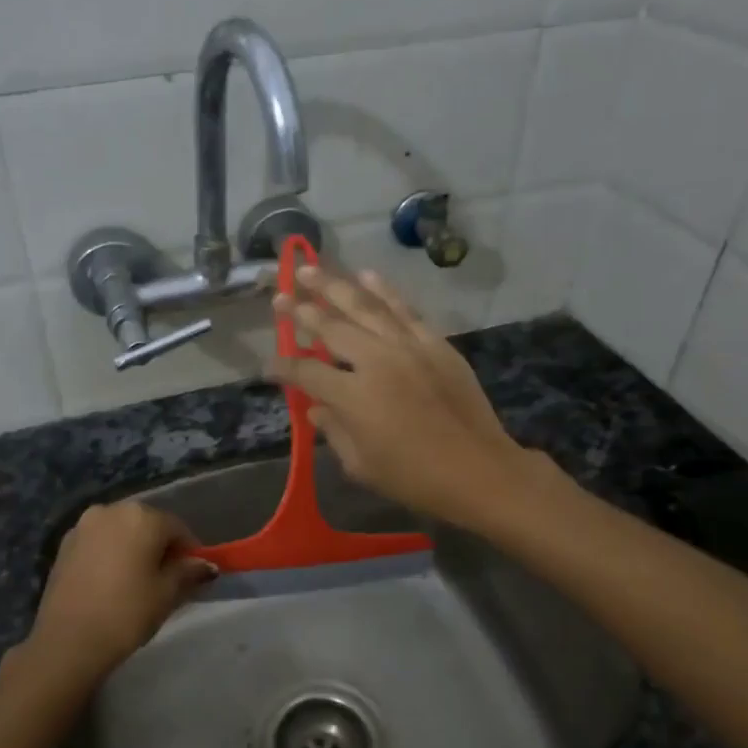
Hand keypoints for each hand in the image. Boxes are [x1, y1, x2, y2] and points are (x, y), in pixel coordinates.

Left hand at [6, 502, 214, 700]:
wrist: (67, 642)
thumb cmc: (126, 613)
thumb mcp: (167, 594)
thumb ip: (189, 572)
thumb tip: (206, 565)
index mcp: (141, 516)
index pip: (177, 528)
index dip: (190, 552)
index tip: (194, 576)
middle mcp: (111, 510)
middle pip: (147, 525)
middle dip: (160, 547)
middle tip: (167, 580)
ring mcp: (83, 525)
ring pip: (121, 533)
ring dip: (134, 550)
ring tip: (137, 582)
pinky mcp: (64, 545)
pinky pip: (99, 543)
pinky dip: (110, 555)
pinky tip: (112, 583)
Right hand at [270, 265, 529, 523]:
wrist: (479, 470)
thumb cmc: (414, 478)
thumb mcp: (360, 465)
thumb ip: (334, 431)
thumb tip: (317, 409)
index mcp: (353, 396)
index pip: (306, 372)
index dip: (284, 366)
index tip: (269, 364)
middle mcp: (376, 362)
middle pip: (330, 327)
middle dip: (300, 311)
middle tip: (279, 296)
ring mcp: (409, 347)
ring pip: (365, 307)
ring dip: (334, 286)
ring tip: (309, 269)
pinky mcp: (435, 344)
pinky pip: (405, 310)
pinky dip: (384, 290)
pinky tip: (366, 275)